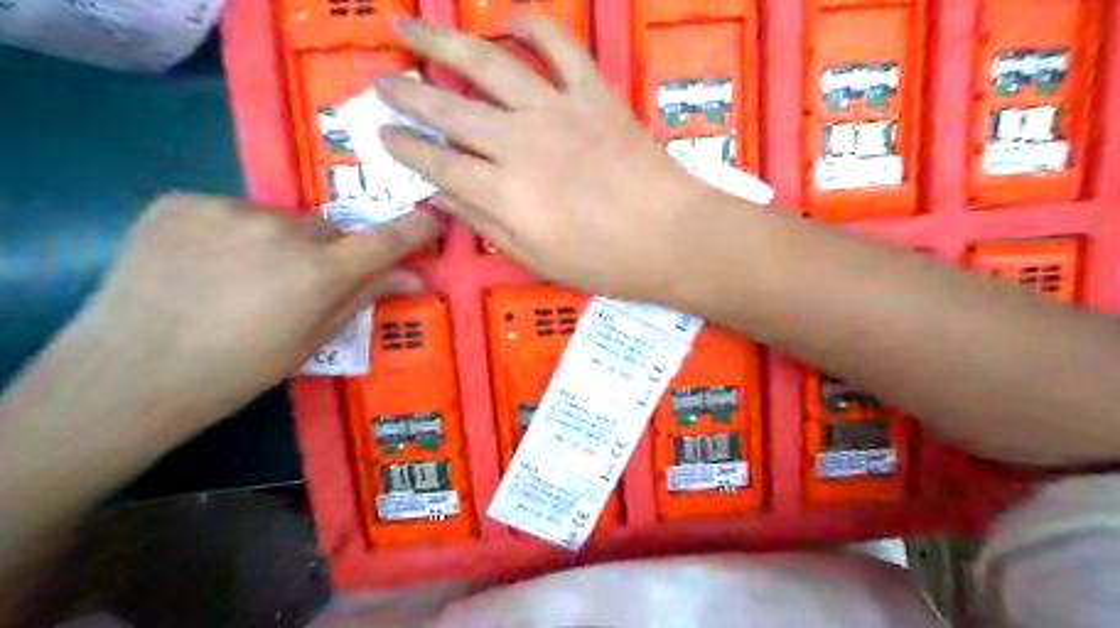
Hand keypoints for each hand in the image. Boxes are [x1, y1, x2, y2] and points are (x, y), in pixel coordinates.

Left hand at [58, 194, 437, 432]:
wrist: (128, 374)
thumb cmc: (238, 371)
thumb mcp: (313, 340)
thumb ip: (365, 296)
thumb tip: (417, 277)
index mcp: (319, 272)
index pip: (387, 239)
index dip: (416, 228)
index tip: (433, 221)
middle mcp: (282, 229)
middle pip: (328, 229)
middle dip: (328, 251)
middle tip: (303, 284)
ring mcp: (228, 209)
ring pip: (279, 219)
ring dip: (279, 241)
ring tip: (245, 278)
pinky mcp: (183, 201)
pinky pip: (232, 212)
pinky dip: (233, 233)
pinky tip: (207, 265)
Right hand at [378, 18, 726, 301]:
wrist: (672, 237)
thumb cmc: (606, 262)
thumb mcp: (537, 259)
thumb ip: (487, 223)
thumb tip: (443, 197)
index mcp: (503, 192)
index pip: (436, 163)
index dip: (404, 147)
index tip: (381, 133)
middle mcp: (519, 143)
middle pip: (448, 110)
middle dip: (406, 93)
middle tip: (379, 80)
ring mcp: (557, 111)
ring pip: (488, 66)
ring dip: (443, 44)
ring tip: (409, 28)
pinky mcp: (593, 94)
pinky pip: (560, 48)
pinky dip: (535, 26)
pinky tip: (511, 16)